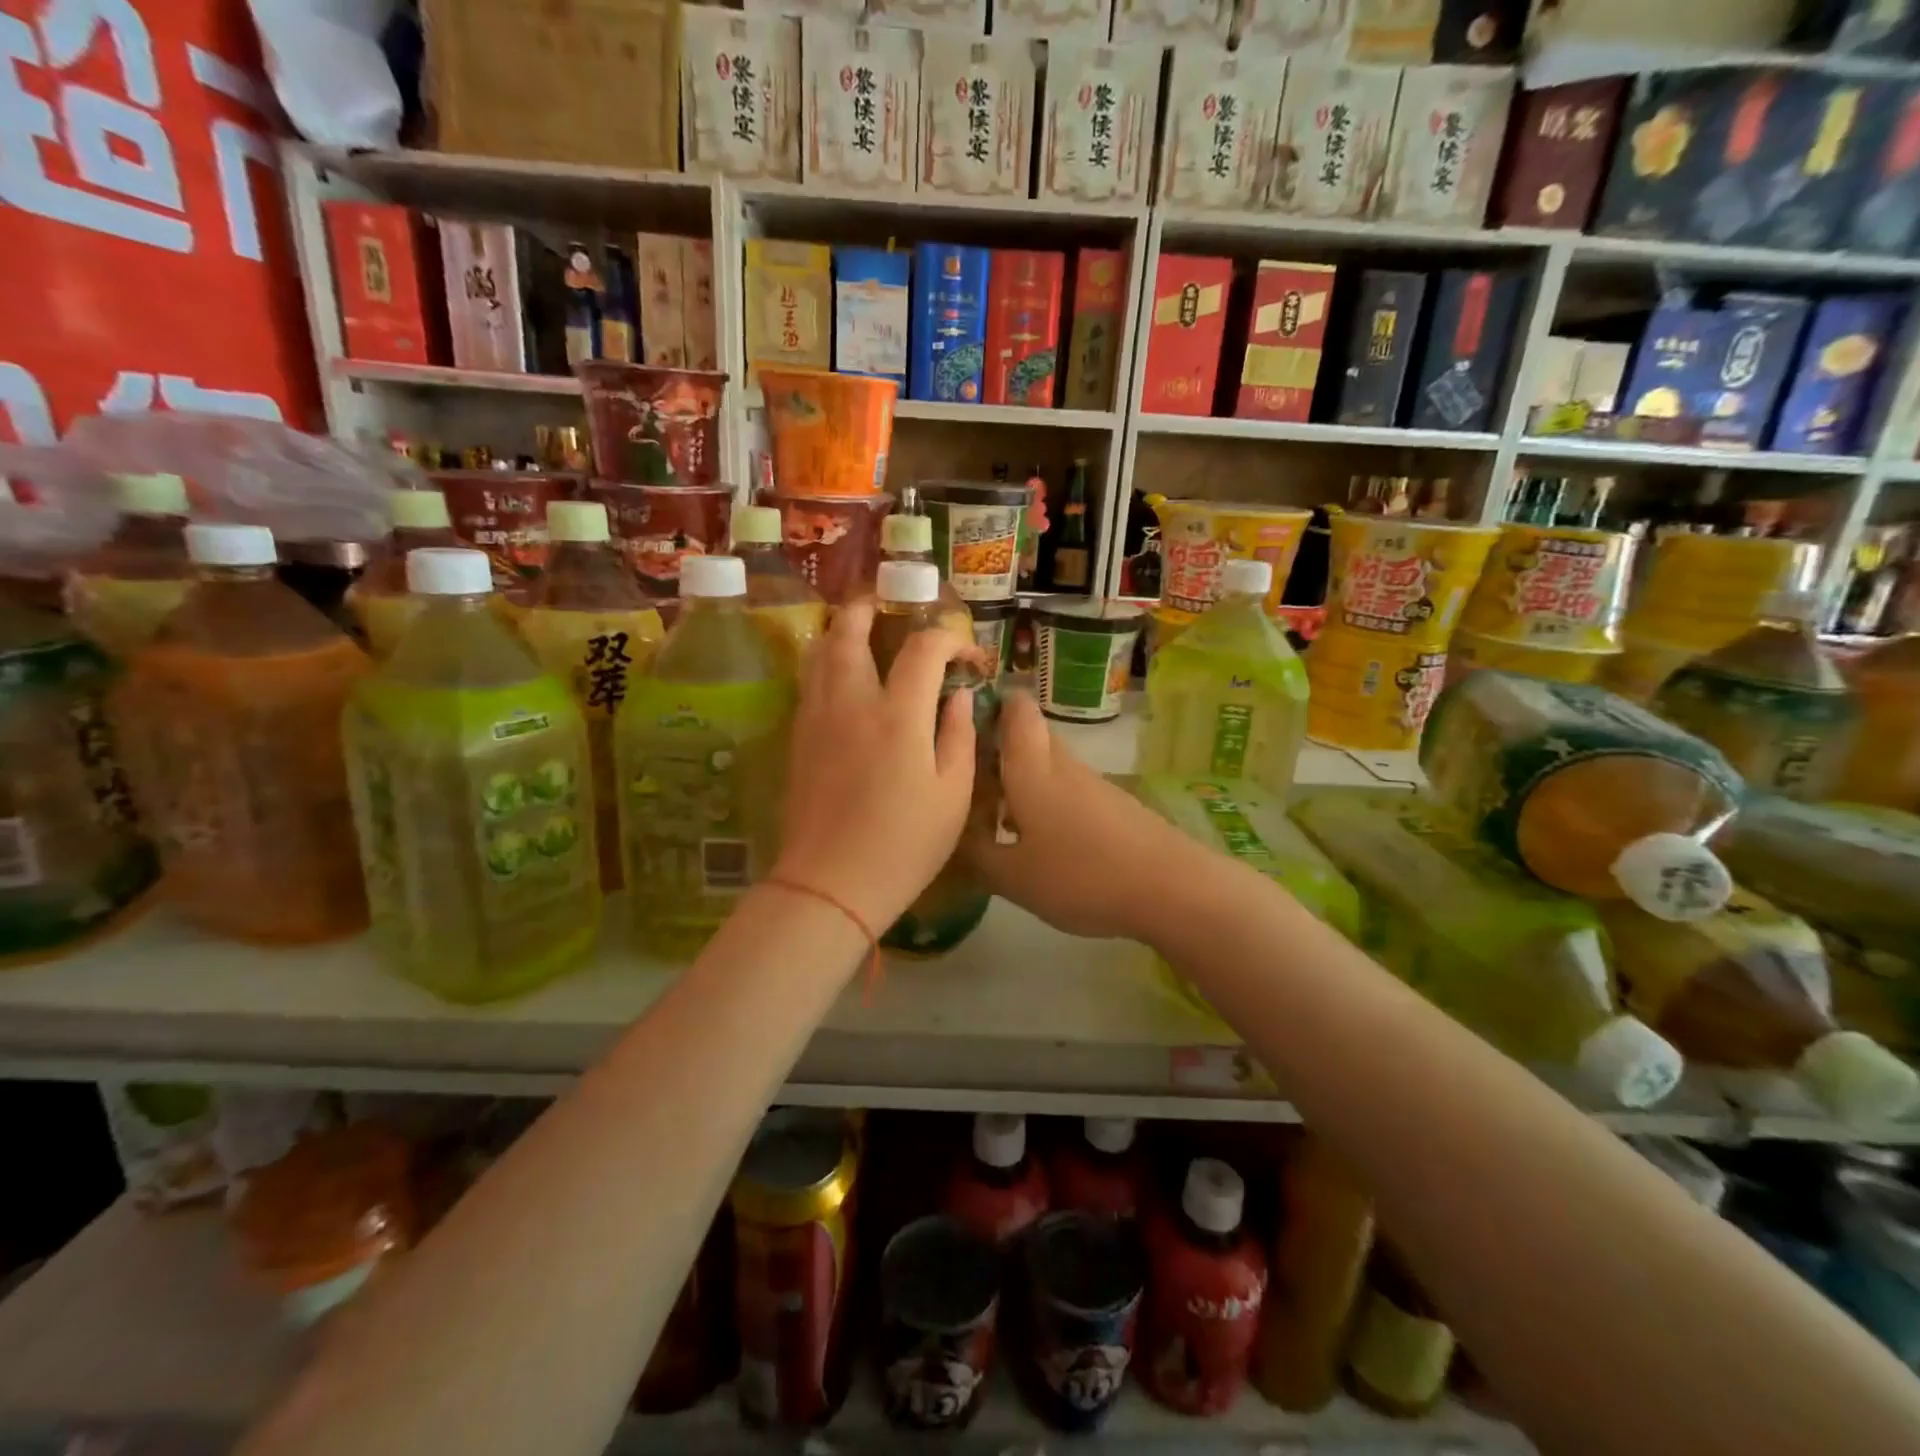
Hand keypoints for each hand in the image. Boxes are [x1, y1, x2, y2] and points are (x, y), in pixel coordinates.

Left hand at [774, 600, 978, 932]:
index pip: (922, 649)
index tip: (968, 657)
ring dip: (839, 631)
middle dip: (868, 609)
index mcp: (898, 715)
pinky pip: (809, 682)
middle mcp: (851, 703)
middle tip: (885, 605)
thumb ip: (957, 734)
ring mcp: (816, 718)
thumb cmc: (904, 844)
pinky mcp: (798, 739)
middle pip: (849, 631)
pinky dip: (825, 663)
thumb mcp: (952, 794)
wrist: (831, 883)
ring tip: (858, 630)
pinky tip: (840, 677)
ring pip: (819, 653)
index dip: (950, 640)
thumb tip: (957, 695)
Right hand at [966, 692, 1212, 941]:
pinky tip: (1041, 844)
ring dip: (1021, 784)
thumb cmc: (1081, 875)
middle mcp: (1063, 765)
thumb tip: (953, 833)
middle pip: (1030, 738)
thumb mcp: (1014, 877)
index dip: (989, 703)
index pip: (1015, 709)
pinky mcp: (1115, 808)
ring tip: (995, 821)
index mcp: (1031, 769)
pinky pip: (1069, 793)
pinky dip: (1048, 806)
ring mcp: (1094, 785)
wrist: (1171, 888)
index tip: (962, 724)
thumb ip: (976, 854)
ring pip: (1049, 768)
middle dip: (998, 752)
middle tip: (969, 784)